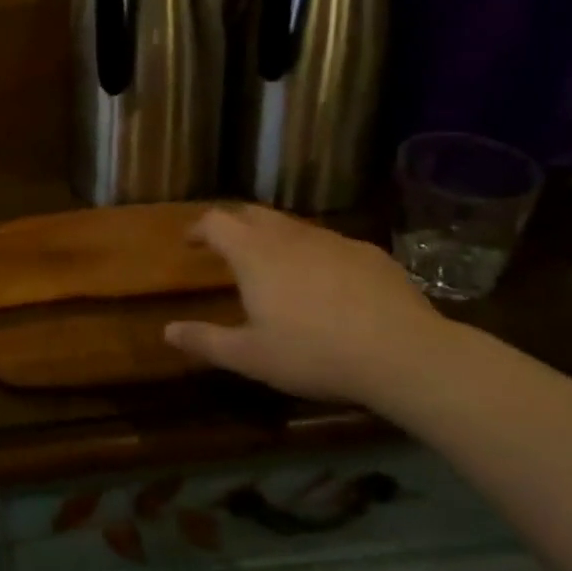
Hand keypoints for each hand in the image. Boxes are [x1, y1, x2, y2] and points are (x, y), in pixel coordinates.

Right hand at [165, 206, 454, 401]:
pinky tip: (327, 284)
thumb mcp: (251, 357)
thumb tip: (167, 331)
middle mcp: (290, 236)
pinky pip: (330, 244)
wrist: (404, 354)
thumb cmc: (314, 354)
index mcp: (254, 254)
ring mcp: (333, 240)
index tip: (191, 242)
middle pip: (253, 213)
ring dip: (275, 238)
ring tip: (275, 266)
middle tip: (227, 247)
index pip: (216, 222)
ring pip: (293, 227)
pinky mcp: (369, 253)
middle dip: (235, 225)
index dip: (199, 228)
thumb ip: (206, 341)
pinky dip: (315, 255)